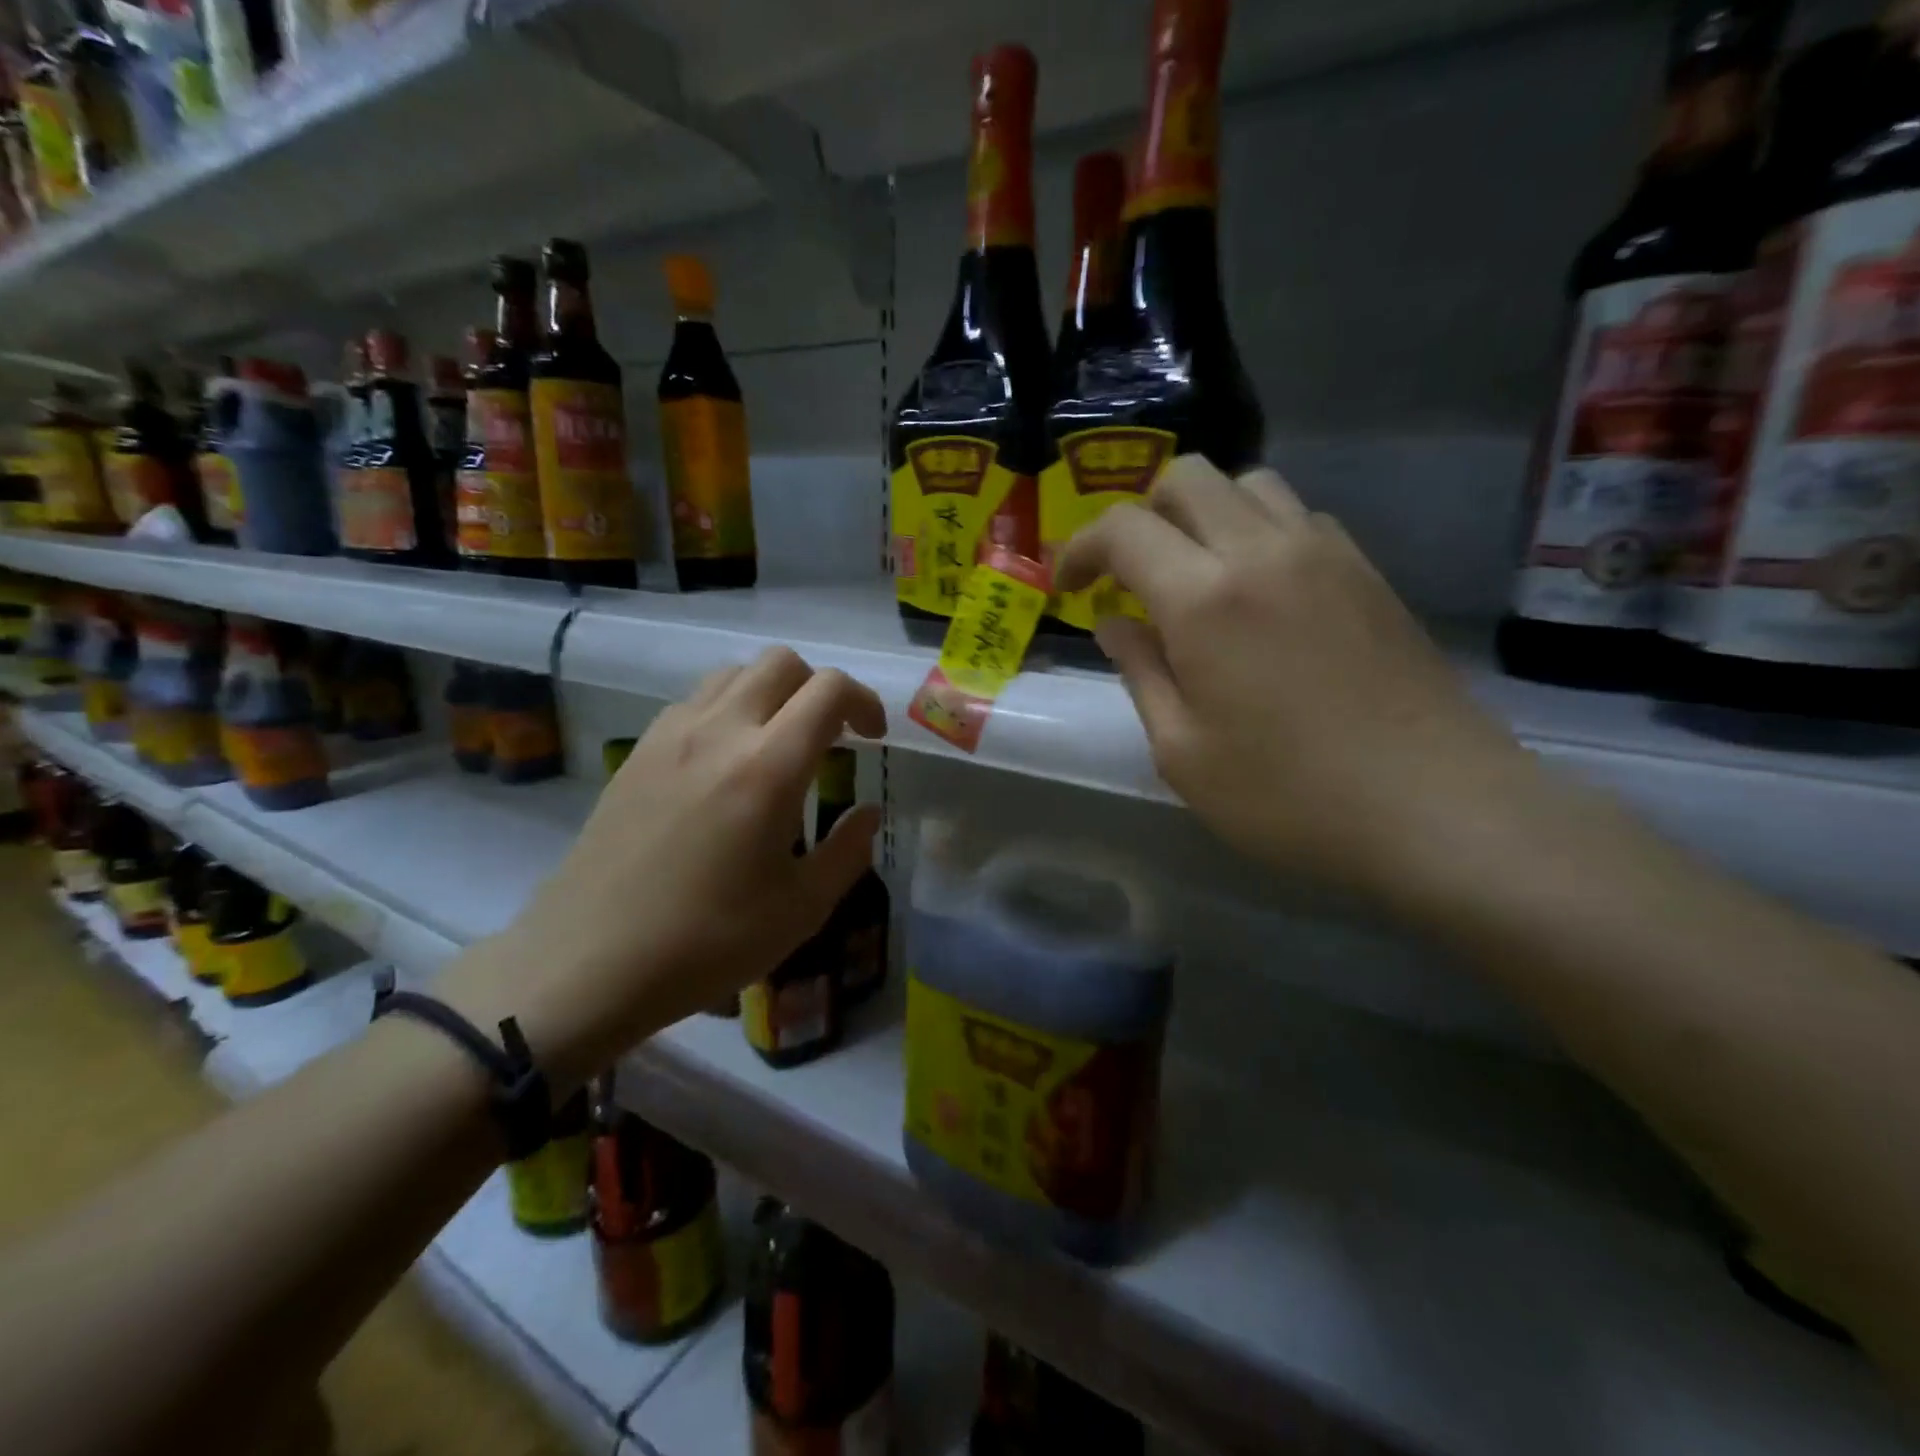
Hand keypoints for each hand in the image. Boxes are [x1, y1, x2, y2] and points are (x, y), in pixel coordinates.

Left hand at [443, 648, 885, 1089]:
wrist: (588, 961)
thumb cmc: (705, 942)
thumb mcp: (800, 909)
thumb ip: (848, 852)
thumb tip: (868, 813)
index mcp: (768, 767)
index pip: (828, 690)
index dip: (863, 701)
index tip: (871, 738)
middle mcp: (720, 731)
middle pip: (782, 662)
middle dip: (819, 688)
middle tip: (831, 737)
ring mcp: (671, 735)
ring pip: (735, 673)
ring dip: (772, 692)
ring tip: (780, 743)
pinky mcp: (638, 751)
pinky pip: (696, 700)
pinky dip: (729, 708)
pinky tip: (727, 762)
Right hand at [1056, 455, 1536, 907]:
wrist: (1438, 810)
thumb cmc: (1289, 796)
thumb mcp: (1183, 752)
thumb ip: (1140, 673)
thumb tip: (1114, 622)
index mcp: (1205, 598)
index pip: (1124, 529)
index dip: (1080, 547)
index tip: (1067, 585)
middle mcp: (1264, 552)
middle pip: (1189, 478)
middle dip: (1140, 514)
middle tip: (1127, 574)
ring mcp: (1326, 554)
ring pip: (1249, 485)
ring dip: (1203, 515)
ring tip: (1192, 577)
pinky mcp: (1368, 573)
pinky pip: (1298, 518)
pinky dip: (1257, 533)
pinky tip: (1257, 595)